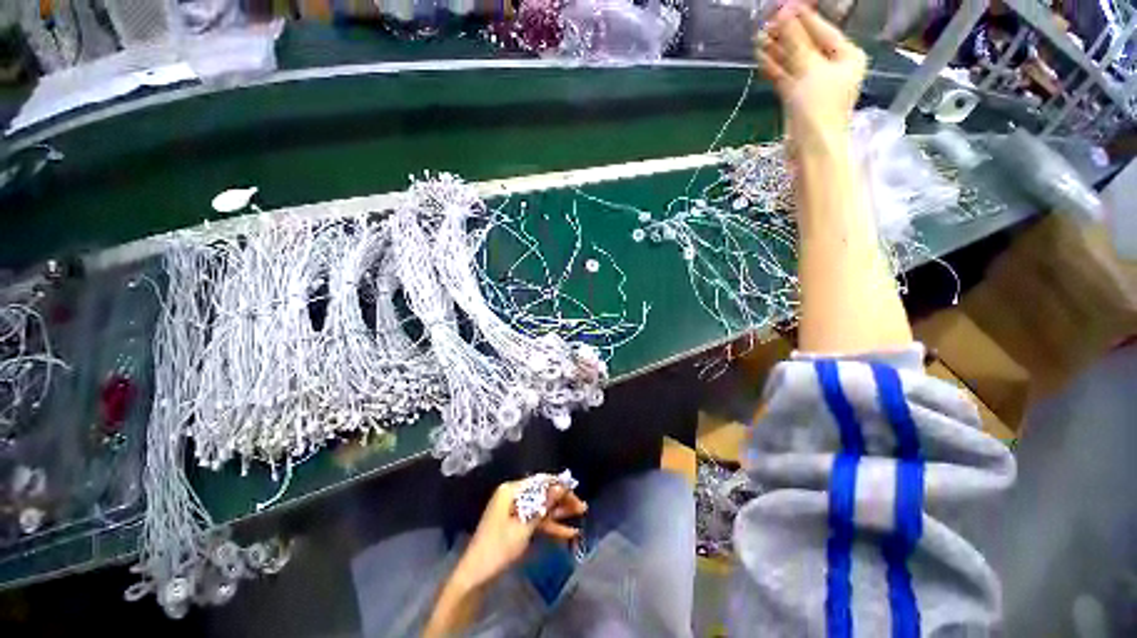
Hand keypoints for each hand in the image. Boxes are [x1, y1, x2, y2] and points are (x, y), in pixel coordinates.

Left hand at [451, 479, 586, 590]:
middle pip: (542, 494)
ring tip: (581, 515)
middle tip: (582, 506)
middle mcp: (513, 496)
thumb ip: (544, 505)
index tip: (576, 490)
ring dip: (559, 513)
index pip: (540, 481)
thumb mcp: (524, 526)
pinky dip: (550, 526)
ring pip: (541, 507)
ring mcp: (514, 511)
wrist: (475, 576)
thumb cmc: (498, 548)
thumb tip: (561, 486)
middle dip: (562, 500)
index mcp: (511, 490)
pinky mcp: (516, 525)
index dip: (559, 484)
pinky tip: (568, 532)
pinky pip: (536, 521)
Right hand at [755, 2, 866, 150]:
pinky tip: (761, 57)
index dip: (801, 19)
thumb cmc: (819, 107)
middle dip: (786, 36)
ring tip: (758, 39)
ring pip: (793, 61)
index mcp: (846, 55)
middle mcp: (832, 67)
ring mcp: (813, 83)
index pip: (822, 30)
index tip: (782, 8)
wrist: (810, 148)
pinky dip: (774, 68)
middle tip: (765, 24)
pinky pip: (786, 77)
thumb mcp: (809, 69)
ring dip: (776, 51)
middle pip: (806, 45)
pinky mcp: (797, 98)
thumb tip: (784, 13)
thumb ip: (796, 41)